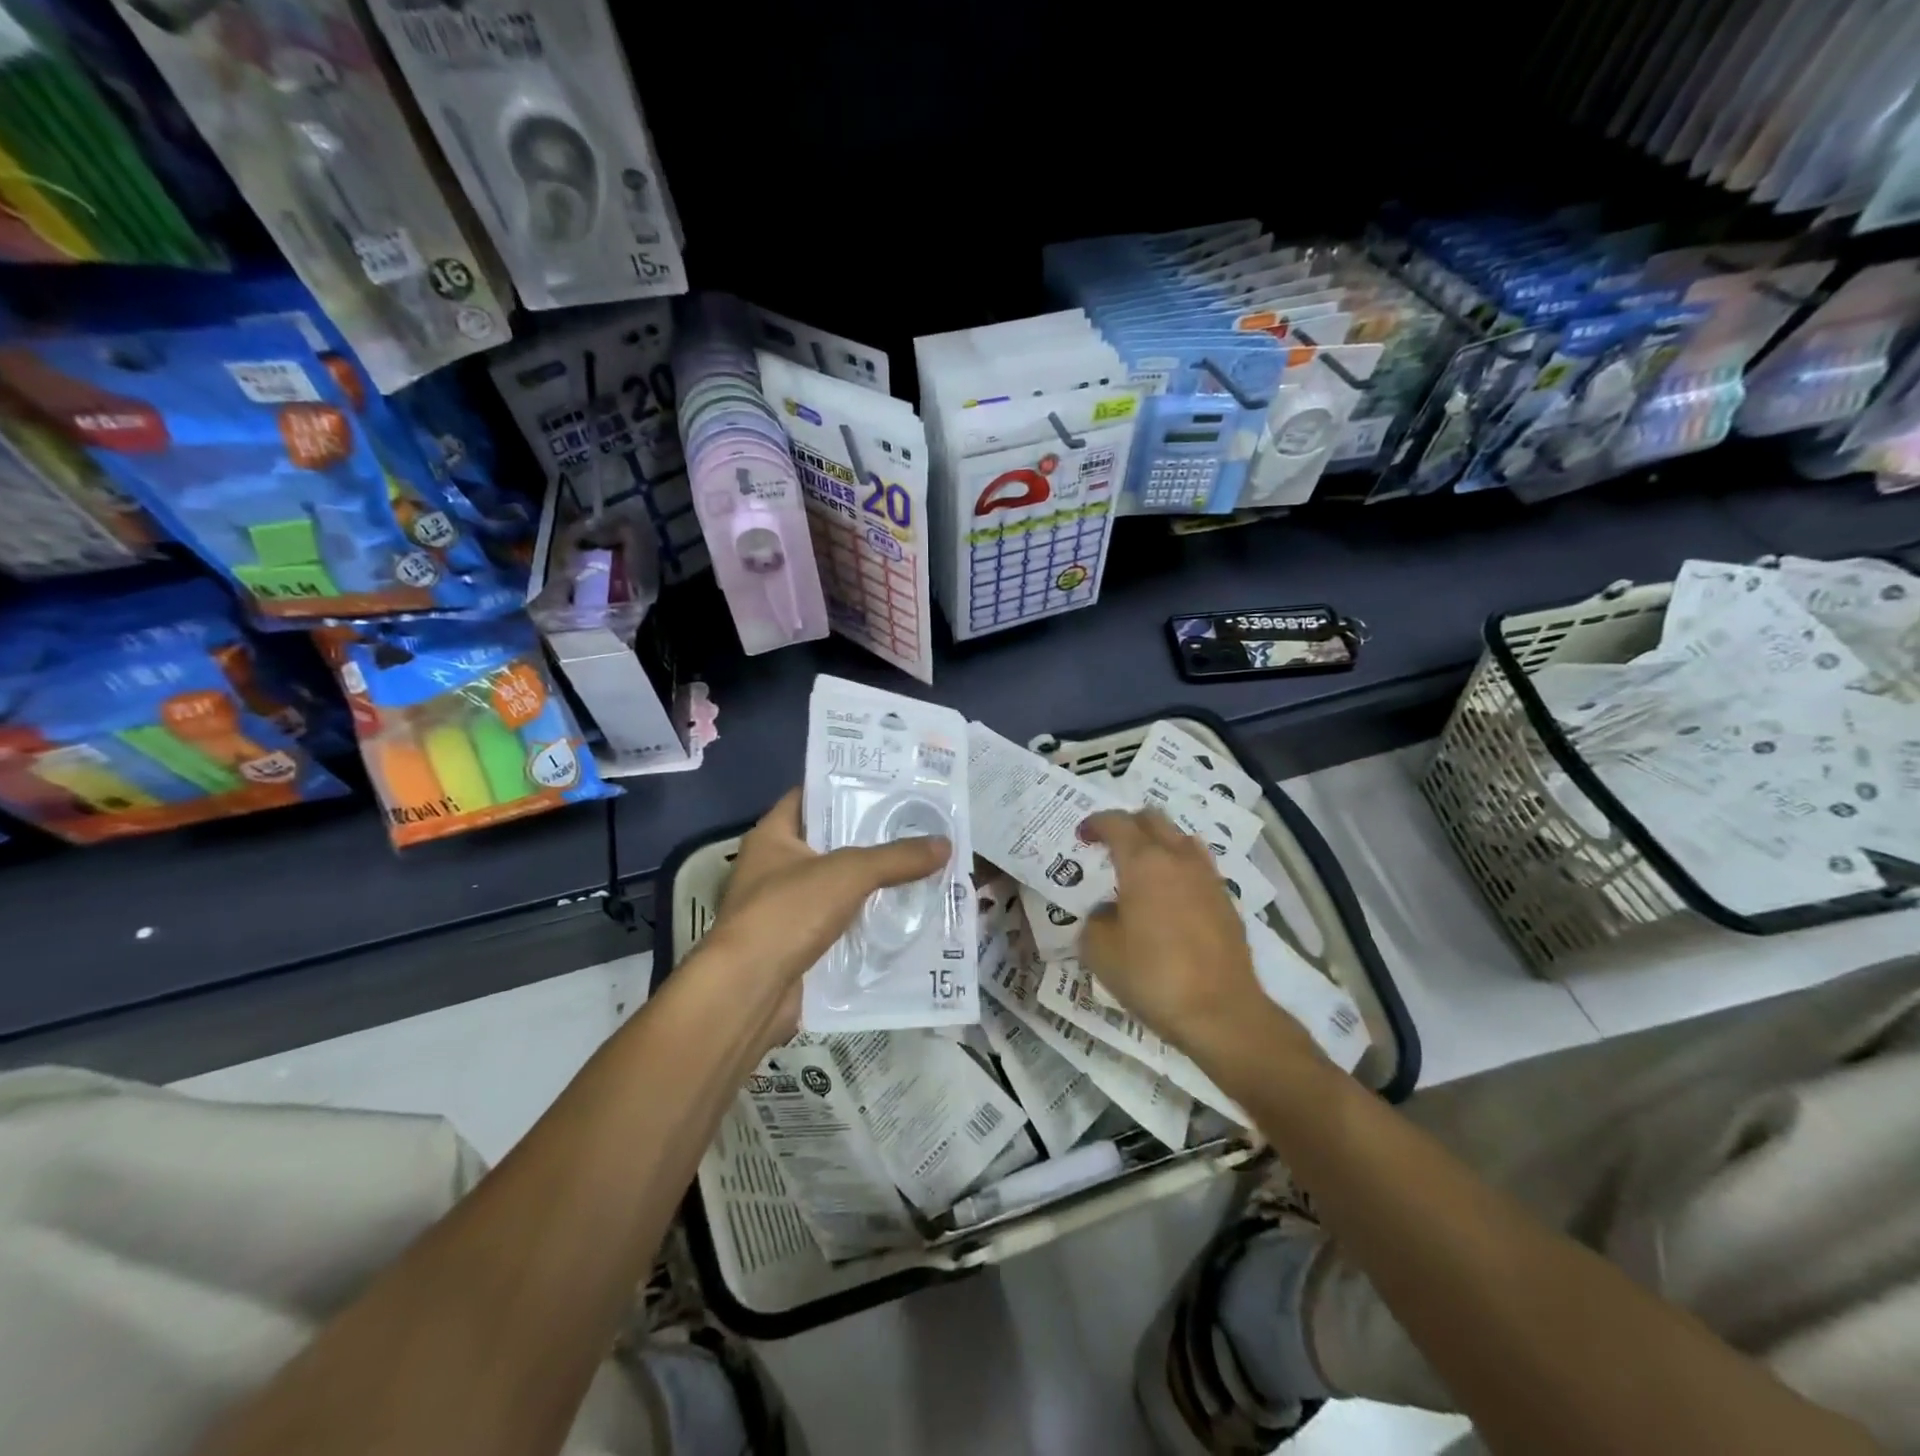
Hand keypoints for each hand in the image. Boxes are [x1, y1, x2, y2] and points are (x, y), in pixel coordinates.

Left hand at [703, 788, 950, 1042]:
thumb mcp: (848, 873)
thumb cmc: (787, 913)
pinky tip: (905, 914)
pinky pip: (841, 924)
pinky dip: (867, 921)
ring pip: (839, 886)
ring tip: (922, 866)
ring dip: (874, 883)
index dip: (846, 787)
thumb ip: (896, 857)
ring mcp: (785, 909)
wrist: (748, 992)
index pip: (810, 796)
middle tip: (918, 825)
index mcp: (773, 836)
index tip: (888, 784)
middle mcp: (775, 868)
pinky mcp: (798, 946)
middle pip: (830, 842)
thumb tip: (946, 843)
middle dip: (872, 838)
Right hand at [1078, 810, 1311, 1064]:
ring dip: (1157, 841)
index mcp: (1143, 862)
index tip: (1082, 837)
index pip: (1116, 822)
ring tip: (1141, 867)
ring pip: (1180, 838)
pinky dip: (1178, 867)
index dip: (1095, 823)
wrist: (1221, 1012)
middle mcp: (1178, 858)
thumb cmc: (1152, 976)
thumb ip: (1096, 918)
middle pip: (1152, 818)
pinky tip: (1169, 895)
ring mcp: (1207, 877)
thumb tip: (1108, 911)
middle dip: (1127, 824)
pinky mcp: (1226, 900)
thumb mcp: (1100, 950)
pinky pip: (1198, 866)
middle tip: (1109, 845)